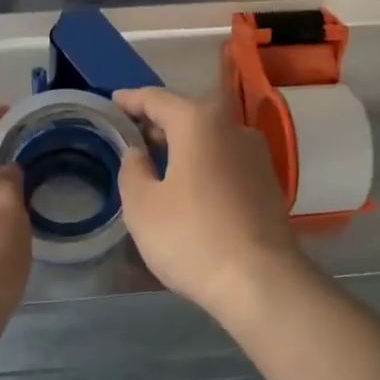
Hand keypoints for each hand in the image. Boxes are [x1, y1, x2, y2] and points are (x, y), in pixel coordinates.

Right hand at [113, 88, 312, 320]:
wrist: (261, 281)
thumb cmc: (192, 236)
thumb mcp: (142, 206)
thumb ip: (132, 170)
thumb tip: (139, 154)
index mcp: (198, 121)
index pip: (156, 99)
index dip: (130, 100)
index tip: (112, 103)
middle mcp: (232, 127)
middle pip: (187, 114)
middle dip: (157, 123)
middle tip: (130, 136)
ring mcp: (255, 154)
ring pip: (209, 138)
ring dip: (182, 144)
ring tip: (156, 161)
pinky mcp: (268, 182)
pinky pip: (225, 160)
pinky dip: (203, 163)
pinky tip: (188, 185)